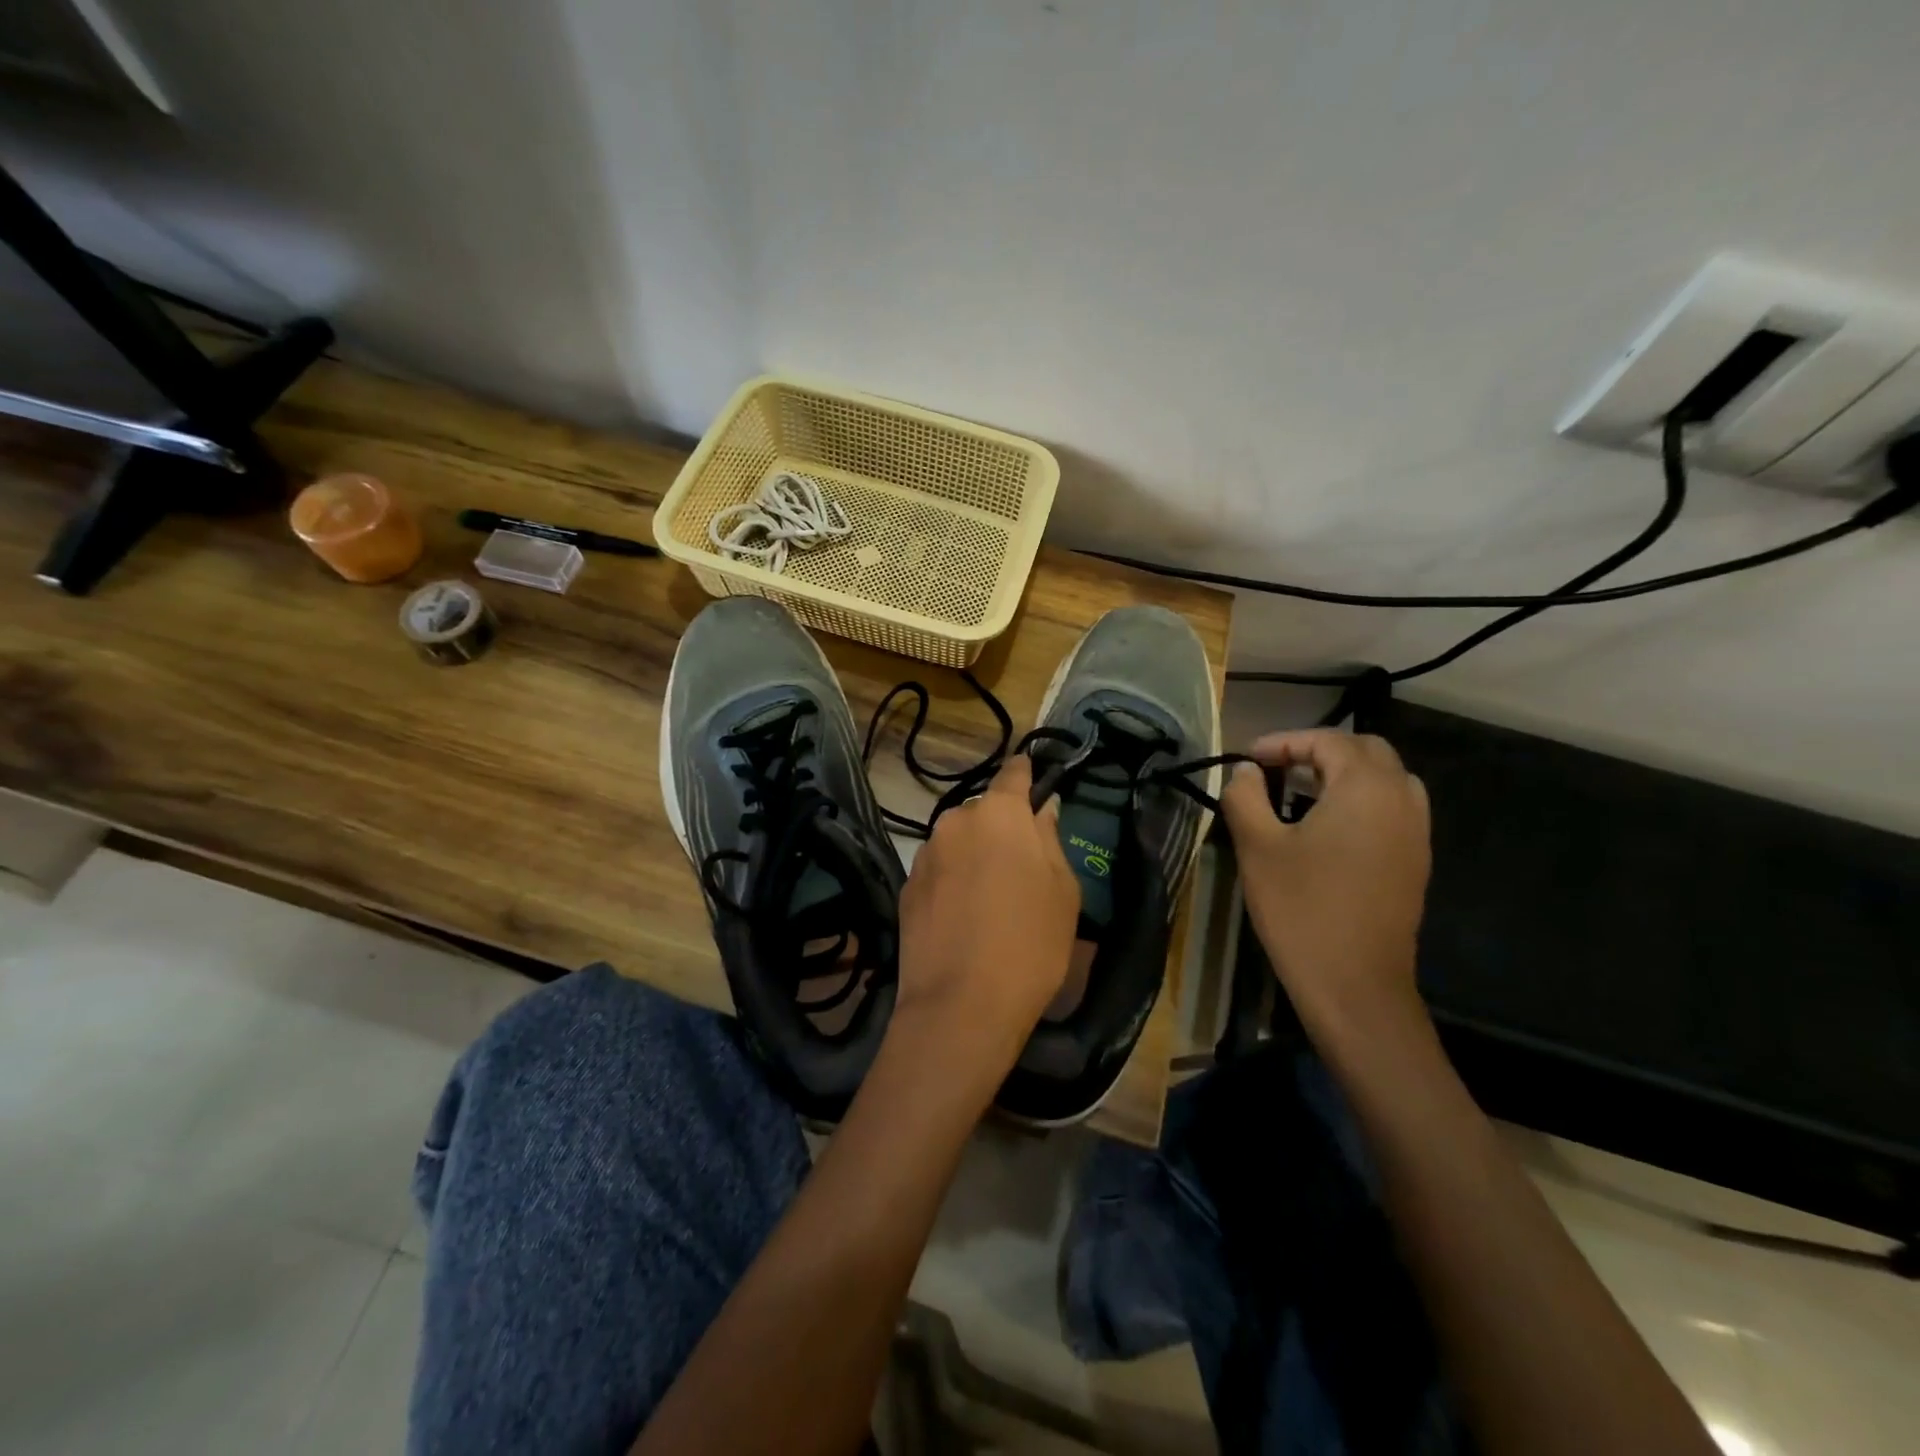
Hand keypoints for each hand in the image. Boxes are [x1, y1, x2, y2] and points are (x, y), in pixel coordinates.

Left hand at [892, 755, 1079, 1078]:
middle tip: (1021, 863)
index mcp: (999, 813)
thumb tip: (1040, 812)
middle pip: (984, 812)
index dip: (1026, 773)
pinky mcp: (906, 887)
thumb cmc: (1030, 943)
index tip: (1034, 777)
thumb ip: (1050, 840)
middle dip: (1001, 827)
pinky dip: (952, 881)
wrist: (960, 1005)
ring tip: (990, 897)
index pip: (1013, 773)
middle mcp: (955, 822)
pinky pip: (938, 870)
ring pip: (958, 842)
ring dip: (974, 855)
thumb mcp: (1062, 891)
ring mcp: (925, 854)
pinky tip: (963, 917)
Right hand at [1219, 730, 1431, 1043]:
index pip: (1328, 740)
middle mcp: (1401, 800)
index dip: (1284, 741)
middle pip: (1366, 751)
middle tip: (1277, 769)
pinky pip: (1394, 809)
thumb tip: (1247, 772)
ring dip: (1345, 774)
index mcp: (1366, 788)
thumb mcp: (1258, 847)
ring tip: (1302, 792)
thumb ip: (1246, 796)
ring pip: (1386, 779)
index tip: (1248, 759)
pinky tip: (1328, 827)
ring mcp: (1416, 832)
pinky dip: (1362, 800)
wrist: (1355, 985)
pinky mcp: (1416, 861)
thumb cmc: (1301, 909)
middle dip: (1319, 750)